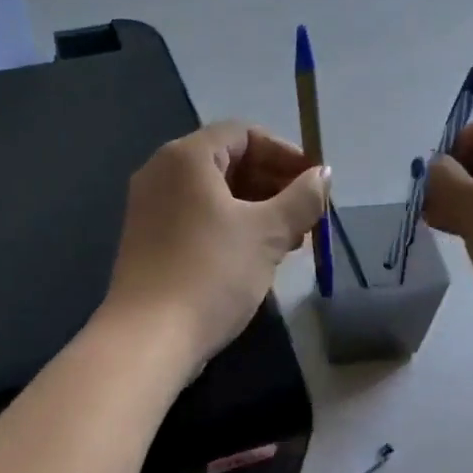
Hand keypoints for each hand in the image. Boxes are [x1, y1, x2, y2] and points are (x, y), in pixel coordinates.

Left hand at [101, 121, 328, 370]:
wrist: (150, 338)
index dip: (285, 153)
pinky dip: (231, 227)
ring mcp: (150, 208)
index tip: (315, 182)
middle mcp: (161, 173)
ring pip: (214, 195)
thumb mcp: (267, 233)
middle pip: (227, 162)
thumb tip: (323, 175)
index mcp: (185, 157)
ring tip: (291, 240)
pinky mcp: (149, 241)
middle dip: (273, 184)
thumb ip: (301, 198)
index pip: (243, 134)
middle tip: (307, 215)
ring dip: (257, 210)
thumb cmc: (212, 273)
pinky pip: (197, 219)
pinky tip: (257, 257)